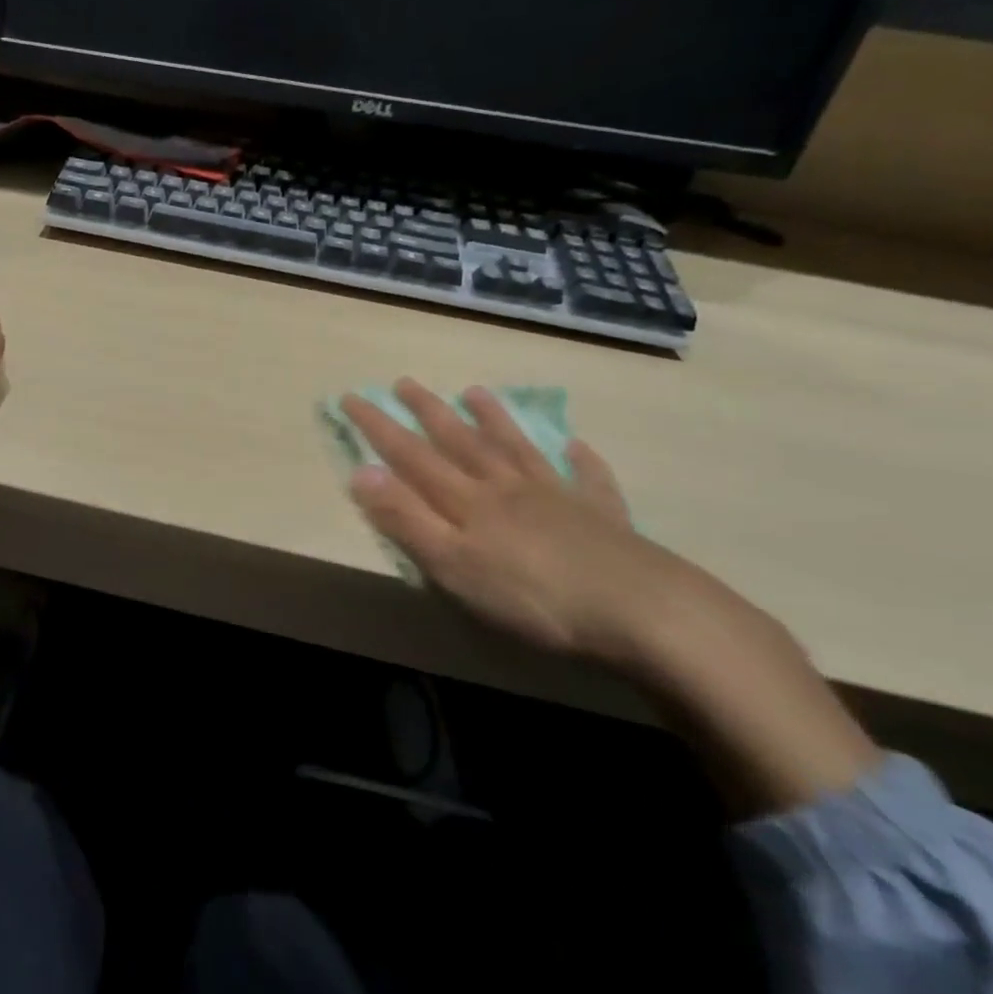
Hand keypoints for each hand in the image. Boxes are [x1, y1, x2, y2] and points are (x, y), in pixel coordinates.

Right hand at [344, 380, 714, 667]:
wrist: (641, 611)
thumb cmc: (533, 596)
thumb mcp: (453, 565)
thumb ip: (406, 519)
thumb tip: (360, 472)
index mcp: (468, 501)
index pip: (411, 455)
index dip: (378, 427)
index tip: (351, 397)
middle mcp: (506, 487)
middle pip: (461, 441)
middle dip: (428, 411)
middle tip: (405, 382)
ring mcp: (557, 497)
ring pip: (516, 448)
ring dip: (494, 419)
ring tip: (476, 391)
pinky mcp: (601, 517)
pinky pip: (588, 480)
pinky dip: (581, 461)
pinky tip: (577, 446)